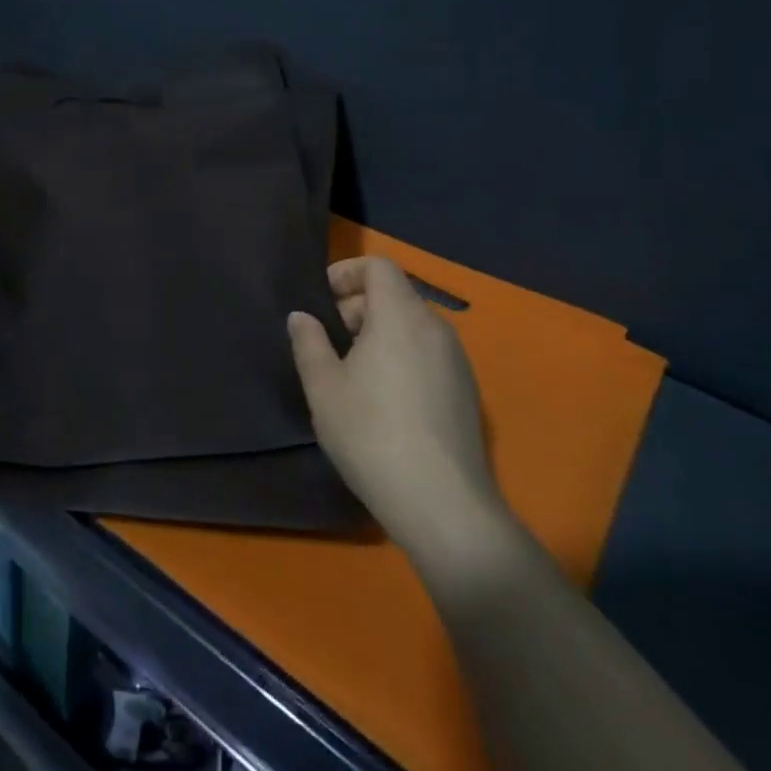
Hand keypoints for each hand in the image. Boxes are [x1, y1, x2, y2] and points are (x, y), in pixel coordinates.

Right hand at [289, 257, 502, 547]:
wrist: (442, 504)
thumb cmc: (371, 433)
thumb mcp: (323, 387)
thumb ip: (309, 342)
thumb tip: (303, 317)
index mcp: (400, 315)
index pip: (379, 266)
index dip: (347, 272)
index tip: (322, 299)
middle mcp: (435, 327)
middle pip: (396, 293)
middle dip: (358, 306)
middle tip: (329, 340)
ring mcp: (457, 360)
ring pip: (413, 325)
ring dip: (380, 332)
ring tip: (353, 371)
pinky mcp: (467, 391)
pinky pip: (429, 352)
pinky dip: (402, 354)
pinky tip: (385, 398)